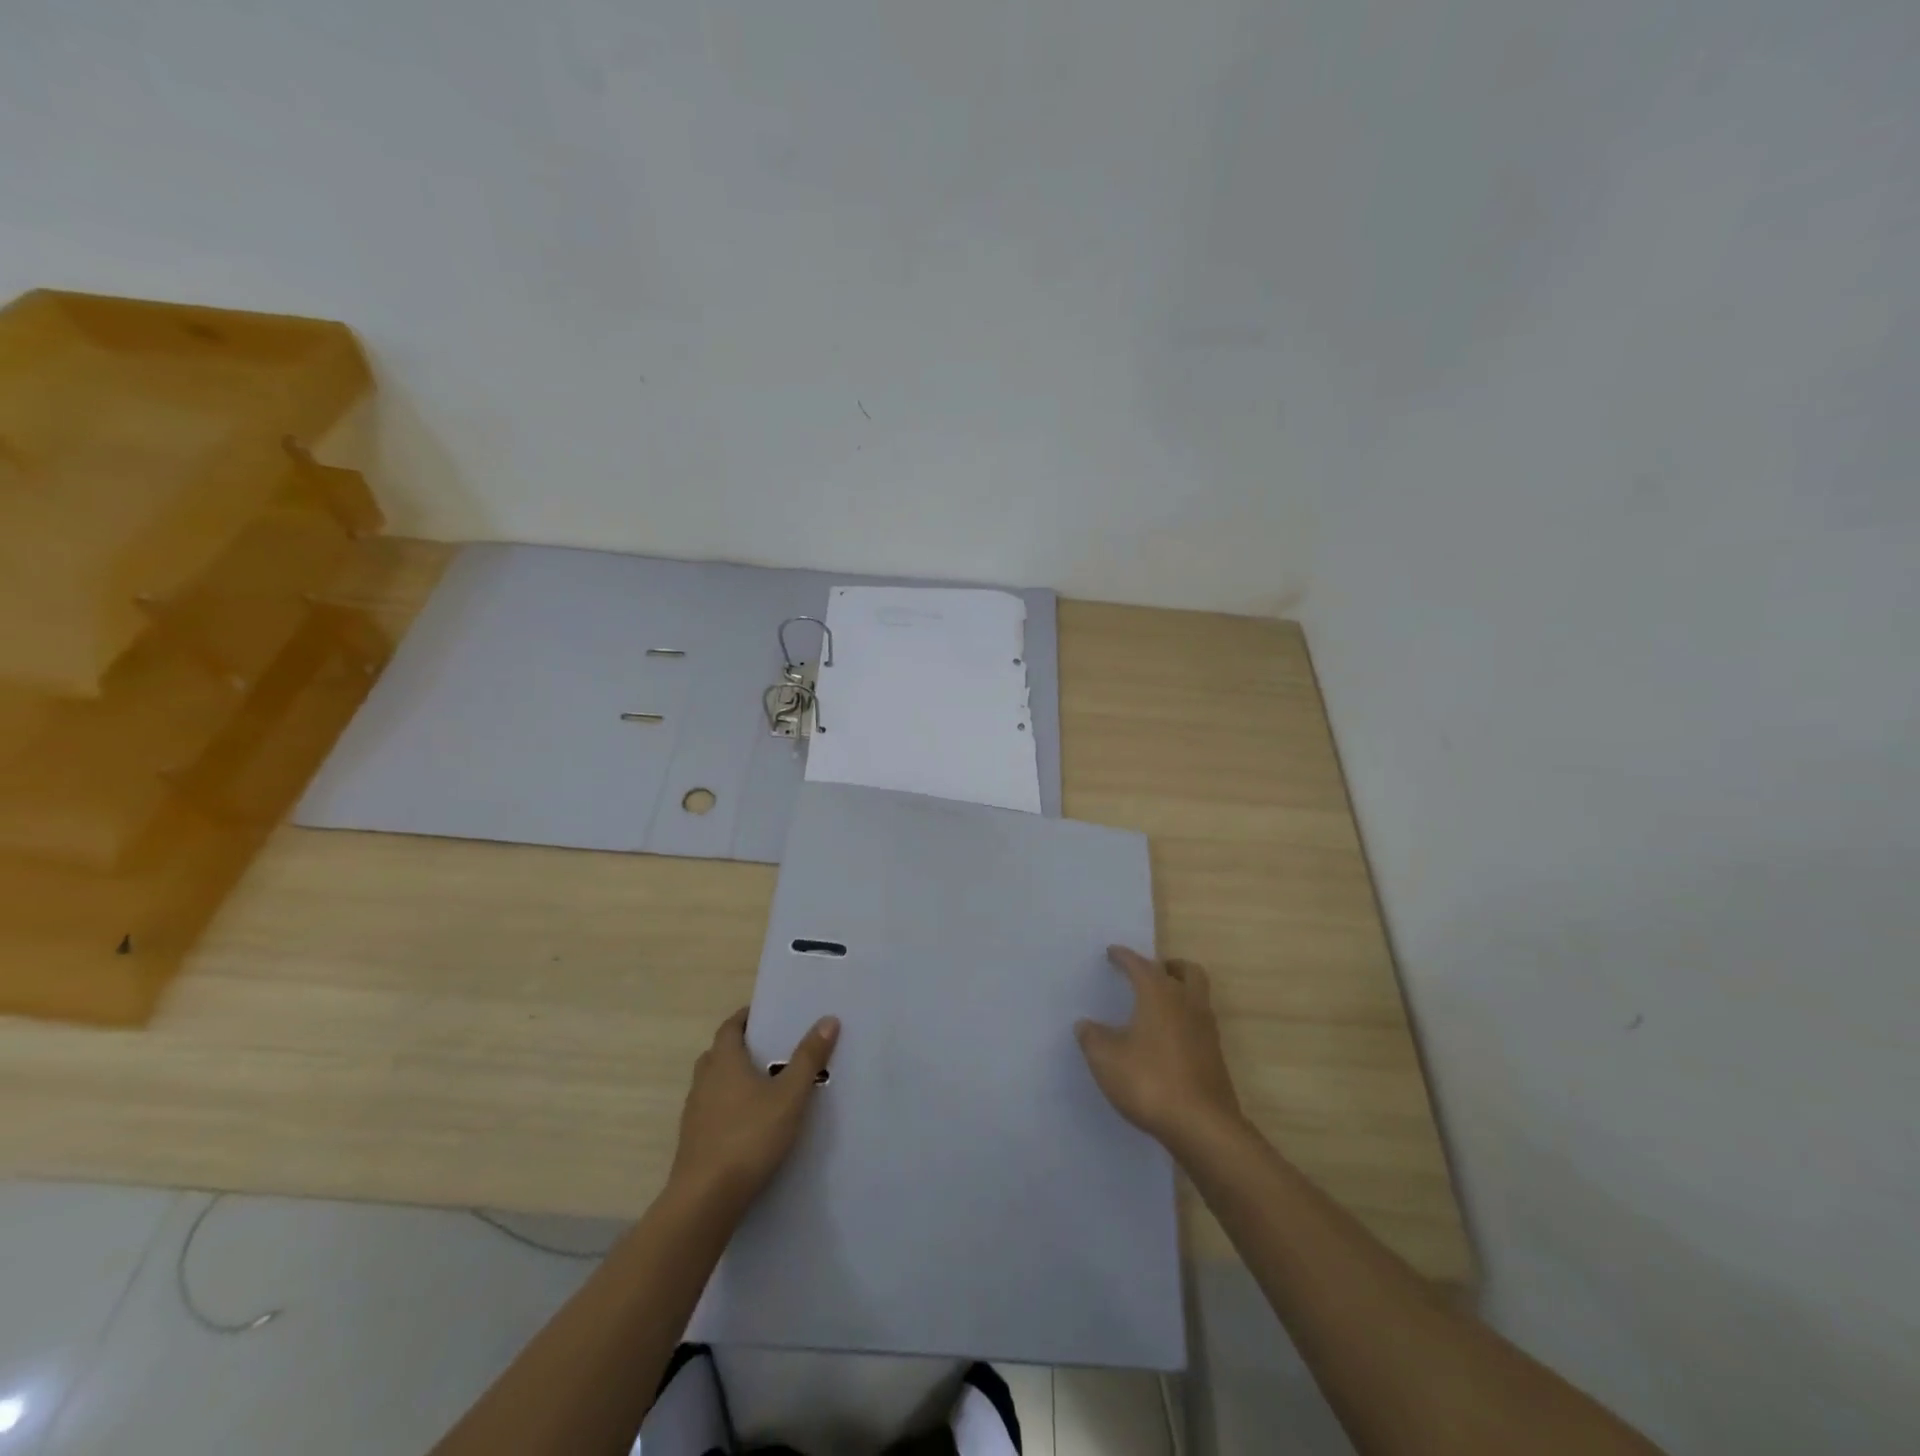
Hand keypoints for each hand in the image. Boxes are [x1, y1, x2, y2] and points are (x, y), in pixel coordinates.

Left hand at [669, 1008, 839, 1211]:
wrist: (705, 1200)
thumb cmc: (750, 1137)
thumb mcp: (790, 1096)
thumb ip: (809, 1058)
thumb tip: (828, 1019)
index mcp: (724, 1062)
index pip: (730, 1027)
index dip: (746, 1017)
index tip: (767, 1015)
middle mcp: (704, 1081)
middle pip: (719, 1053)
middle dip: (741, 1047)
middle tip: (770, 1048)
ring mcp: (694, 1113)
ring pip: (714, 1084)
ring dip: (733, 1078)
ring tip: (764, 1085)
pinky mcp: (693, 1142)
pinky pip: (712, 1111)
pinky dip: (728, 1107)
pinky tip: (750, 1123)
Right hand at [1076, 946, 1242, 1157]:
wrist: (1202, 1125)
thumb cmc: (1149, 1081)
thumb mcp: (1106, 1060)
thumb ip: (1092, 1038)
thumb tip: (1085, 1024)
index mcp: (1159, 994)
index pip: (1140, 965)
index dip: (1124, 956)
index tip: (1112, 952)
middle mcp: (1187, 1003)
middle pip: (1186, 971)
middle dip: (1167, 966)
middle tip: (1148, 973)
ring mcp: (1206, 1030)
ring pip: (1197, 995)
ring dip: (1180, 991)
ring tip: (1157, 1005)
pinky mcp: (1215, 1055)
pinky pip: (1199, 1023)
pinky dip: (1184, 1019)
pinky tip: (1167, 1038)